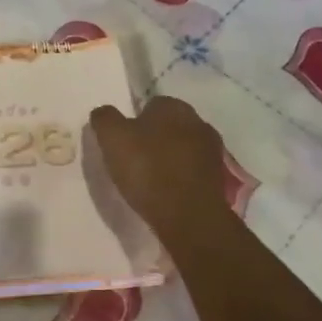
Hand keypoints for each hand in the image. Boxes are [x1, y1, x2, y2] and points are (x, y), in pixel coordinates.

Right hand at [89, 96, 230, 230]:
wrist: (189, 216)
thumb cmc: (148, 170)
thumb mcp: (113, 139)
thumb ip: (105, 119)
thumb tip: (103, 112)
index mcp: (174, 106)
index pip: (150, 104)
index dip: (134, 122)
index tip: (123, 142)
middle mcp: (198, 121)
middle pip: (168, 126)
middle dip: (153, 138)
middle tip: (134, 160)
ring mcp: (212, 151)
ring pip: (182, 148)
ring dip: (169, 158)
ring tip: (149, 180)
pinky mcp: (218, 178)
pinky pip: (191, 171)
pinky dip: (180, 177)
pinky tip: (167, 192)